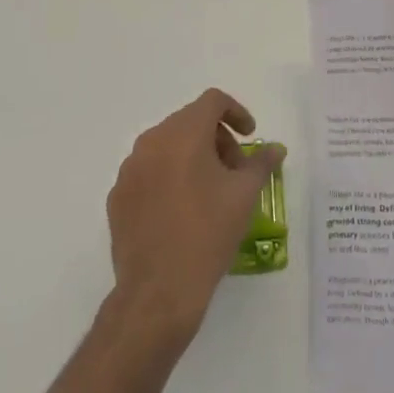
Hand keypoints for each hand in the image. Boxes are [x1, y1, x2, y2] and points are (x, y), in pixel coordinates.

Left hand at [106, 90, 284, 350]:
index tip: (250, 137)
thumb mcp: (245, 195)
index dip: (236, 112)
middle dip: (217, 138)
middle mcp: (151, 142)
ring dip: (192, 156)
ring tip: (210, 191)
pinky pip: (148, 172)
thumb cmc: (208, 234)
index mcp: (183, 134)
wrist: (158, 291)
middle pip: (189, 122)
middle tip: (235, 170)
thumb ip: (261, 163)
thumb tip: (275, 148)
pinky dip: (169, 177)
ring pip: (167, 146)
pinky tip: (182, 210)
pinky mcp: (117, 197)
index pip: (212, 101)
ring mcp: (129, 169)